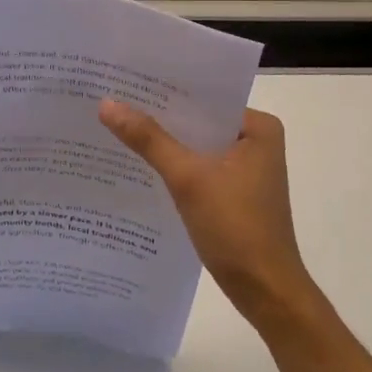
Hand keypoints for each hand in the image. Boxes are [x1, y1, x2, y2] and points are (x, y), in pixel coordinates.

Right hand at [99, 101, 315, 325]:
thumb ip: (148, 139)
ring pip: (196, 144)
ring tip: (116, 125)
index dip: (164, 89)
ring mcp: (246, 168)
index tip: (125, 80)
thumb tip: (106, 104)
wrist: (265, 292)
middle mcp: (256, 140)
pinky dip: (174, 165)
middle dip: (160, 115)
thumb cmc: (236, 228)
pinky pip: (198, 166)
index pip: (204, 96)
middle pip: (198, 120)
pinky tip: (139, 162)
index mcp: (258, 127)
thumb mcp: (188, 178)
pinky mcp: (234, 191)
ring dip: (164, 141)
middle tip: (112, 99)